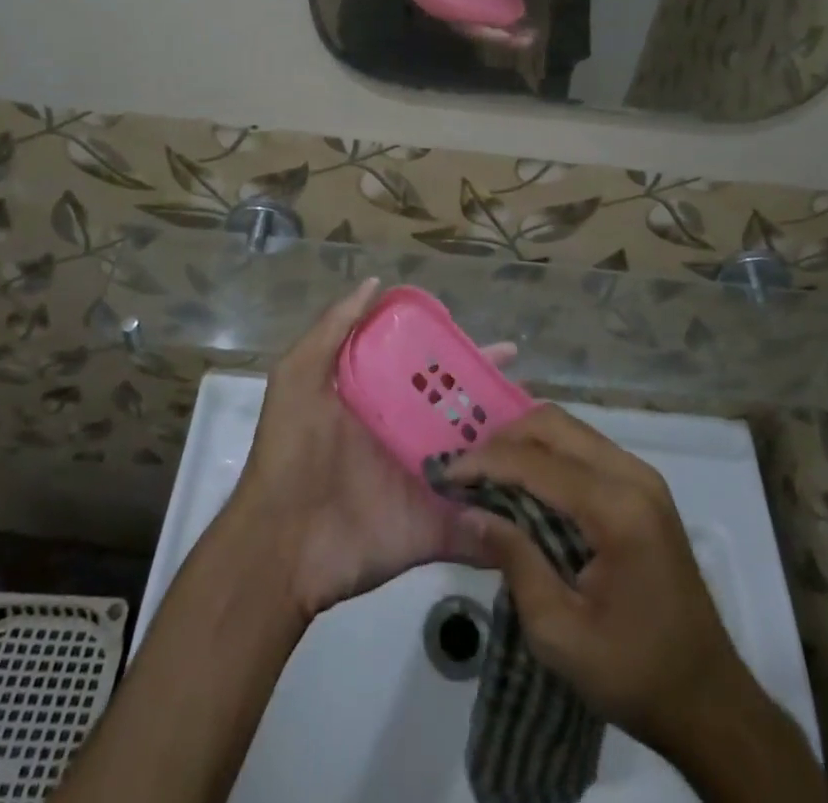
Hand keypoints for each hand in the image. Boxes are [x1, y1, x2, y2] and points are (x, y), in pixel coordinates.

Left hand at [232, 278, 514, 617]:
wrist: (278, 544)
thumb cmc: (290, 451)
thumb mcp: (300, 376)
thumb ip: (333, 329)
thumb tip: (376, 282)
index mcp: (384, 399)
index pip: (432, 369)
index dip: (464, 356)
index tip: (504, 349)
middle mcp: (410, 435)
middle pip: (463, 410)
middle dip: (497, 398)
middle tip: (533, 390)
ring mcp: (426, 481)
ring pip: (480, 456)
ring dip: (513, 446)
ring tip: (548, 434)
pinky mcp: (435, 526)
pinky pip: (480, 516)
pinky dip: (512, 509)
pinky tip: (548, 493)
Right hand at [445, 407, 750, 758]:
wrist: (708, 699)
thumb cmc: (634, 673)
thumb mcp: (560, 635)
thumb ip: (515, 562)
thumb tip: (470, 510)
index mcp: (618, 509)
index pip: (538, 462)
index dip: (486, 462)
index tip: (445, 473)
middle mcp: (633, 475)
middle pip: (555, 425)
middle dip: (504, 440)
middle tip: (467, 472)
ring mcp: (642, 476)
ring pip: (569, 429)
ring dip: (525, 442)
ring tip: (488, 475)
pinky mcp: (642, 487)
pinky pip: (584, 447)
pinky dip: (547, 454)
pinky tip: (525, 482)